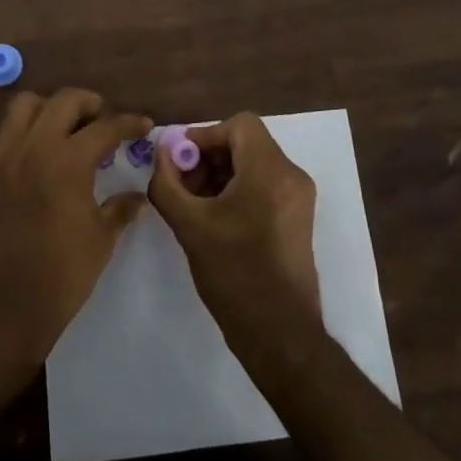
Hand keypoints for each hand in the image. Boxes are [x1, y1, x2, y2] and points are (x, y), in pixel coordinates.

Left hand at [0, 88, 150, 381]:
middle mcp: (34, 146)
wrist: (0, 310)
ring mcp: (1, 155)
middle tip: (102, 122)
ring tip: (60, 128)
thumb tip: (138, 195)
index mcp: (69, 161)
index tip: (143, 126)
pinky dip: (7, 129)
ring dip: (46, 108)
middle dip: (89, 104)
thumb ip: (120, 209)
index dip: (130, 123)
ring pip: (22, 104)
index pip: (106, 126)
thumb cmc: (59, 277)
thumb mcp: (100, 241)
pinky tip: (20, 146)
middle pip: (64, 100)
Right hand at [147, 113, 322, 364]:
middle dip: (210, 158)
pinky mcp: (298, 219)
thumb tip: (161, 152)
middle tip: (183, 184)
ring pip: (255, 165)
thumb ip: (167, 183)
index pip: (239, 125)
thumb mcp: (189, 226)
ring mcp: (299, 199)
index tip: (181, 161)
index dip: (206, 136)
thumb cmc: (234, 274)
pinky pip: (265, 185)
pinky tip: (216, 219)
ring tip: (195, 205)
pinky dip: (239, 190)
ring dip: (222, 174)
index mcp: (270, 170)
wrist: (280, 334)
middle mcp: (291, 176)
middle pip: (247, 143)